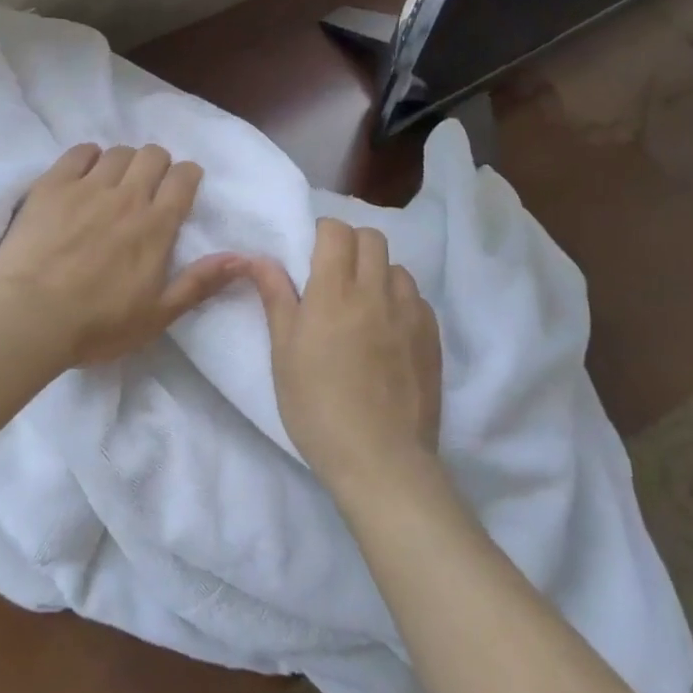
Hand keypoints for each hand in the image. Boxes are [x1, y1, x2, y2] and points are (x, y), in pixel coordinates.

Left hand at [0, 143, 246, 366]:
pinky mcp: (53, 185)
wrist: (30, 318)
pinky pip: (78, 152)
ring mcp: (88, 187)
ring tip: (114, 182)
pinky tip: (84, 173)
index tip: (182, 186)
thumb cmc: (98, 325)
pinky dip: (88, 156)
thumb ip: (200, 283)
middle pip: (152, 155)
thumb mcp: (158, 316)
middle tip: (148, 186)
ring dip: (124, 162)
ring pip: (118, 152)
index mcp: (156, 226)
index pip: (184, 178)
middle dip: (157, 164)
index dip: (187, 176)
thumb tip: (242, 258)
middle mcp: (127, 197)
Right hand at [247, 218, 442, 502]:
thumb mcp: (284, 354)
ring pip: (397, 267)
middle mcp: (376, 291)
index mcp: (334, 292)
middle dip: (351, 245)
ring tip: (363, 306)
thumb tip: (260, 258)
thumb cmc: (317, 407)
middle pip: (372, 238)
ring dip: (378, 273)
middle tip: (334, 277)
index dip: (322, 234)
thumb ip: (276, 298)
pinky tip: (388, 332)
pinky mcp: (432, 338)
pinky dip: (400, 302)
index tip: (311, 256)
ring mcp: (410, 314)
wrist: (381, 461)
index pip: (336, 231)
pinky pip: (417, 299)